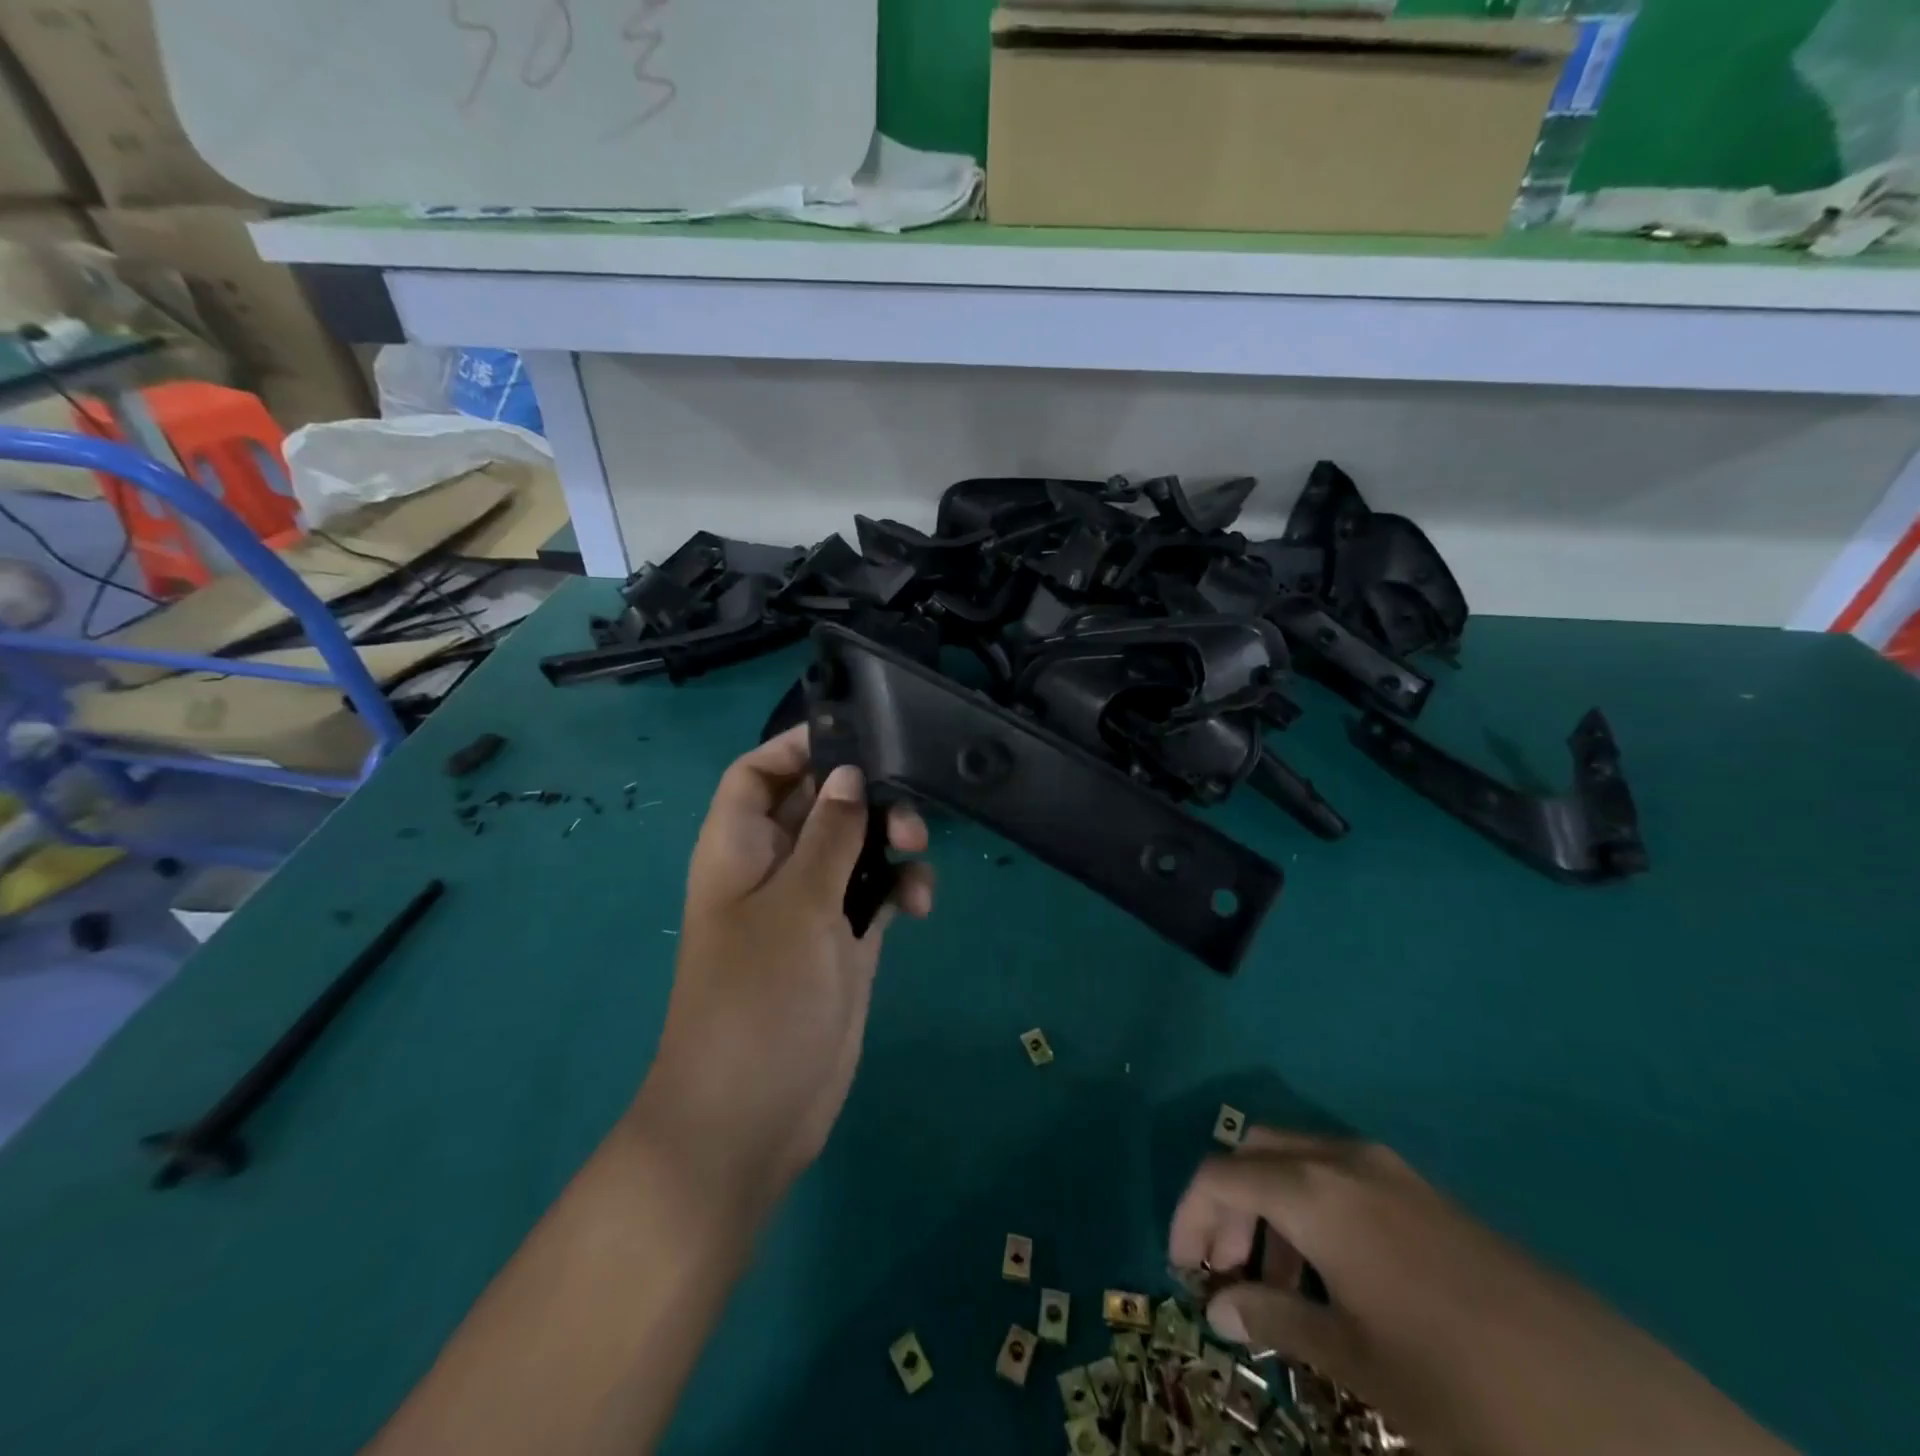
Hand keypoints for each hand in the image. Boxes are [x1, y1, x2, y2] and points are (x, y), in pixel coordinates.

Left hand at [632, 725, 933, 1212]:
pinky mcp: (843, 942)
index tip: (857, 736)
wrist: (752, 1116)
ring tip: (918, 851)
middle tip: (906, 806)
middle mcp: (773, 867)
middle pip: (819, 803)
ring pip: (855, 846)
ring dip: (889, 840)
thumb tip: (850, 775)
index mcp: (738, 847)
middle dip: (863, 795)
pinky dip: (898, 888)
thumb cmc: (759, 999)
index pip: (758, 773)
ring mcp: (810, 906)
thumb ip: (828, 835)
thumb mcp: (796, 905)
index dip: (797, 747)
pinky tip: (920, 905)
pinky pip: (875, 893)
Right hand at [1169, 1129, 1795, 1455]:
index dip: (1189, 1215)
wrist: (1615, 1407)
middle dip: (1228, 1202)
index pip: (1219, 1173)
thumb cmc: (1461, 1387)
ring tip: (1280, 1284)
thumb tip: (1220, 1306)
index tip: (1184, 1269)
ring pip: (1298, 1159)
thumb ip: (1277, 1320)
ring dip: (1270, 1205)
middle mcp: (1342, 1159)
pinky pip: (1341, 1177)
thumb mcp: (1358, 1364)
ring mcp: (1389, 1169)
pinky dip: (1313, 1208)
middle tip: (1225, 1268)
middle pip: (1255, 1151)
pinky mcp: (1423, 1191)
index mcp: (1314, 1190)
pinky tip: (1337, 1277)